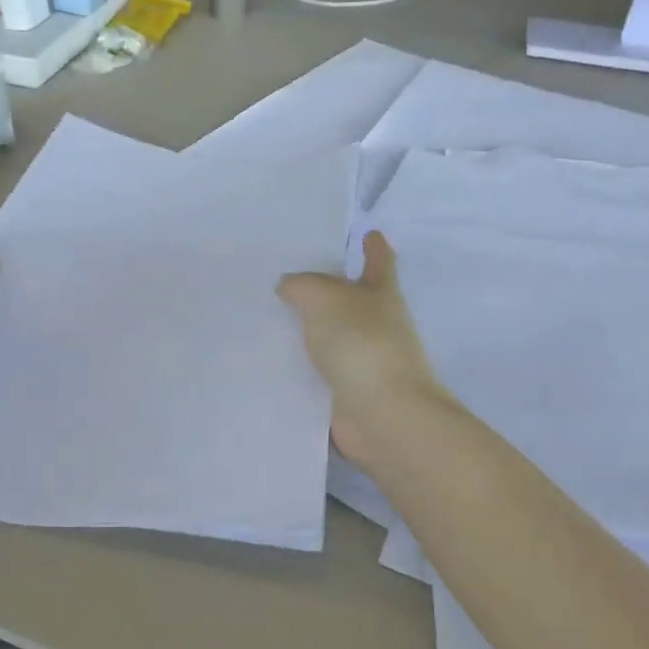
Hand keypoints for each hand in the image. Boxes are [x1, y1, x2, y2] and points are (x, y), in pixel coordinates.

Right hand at [279, 231, 448, 469]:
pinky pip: (317, 373)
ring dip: (308, 331)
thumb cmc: (362, 344)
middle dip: (327, 291)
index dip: (374, 247)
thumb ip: (302, 286)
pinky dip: (298, 368)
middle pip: (351, 301)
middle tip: (287, 280)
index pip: (379, 262)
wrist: (382, 415)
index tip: (368, 233)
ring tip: (266, 320)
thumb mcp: (325, 299)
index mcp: (382, 295)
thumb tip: (288, 287)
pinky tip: (268, 362)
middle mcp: (377, 326)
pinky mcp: (346, 394)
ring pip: (330, 338)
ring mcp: (363, 362)